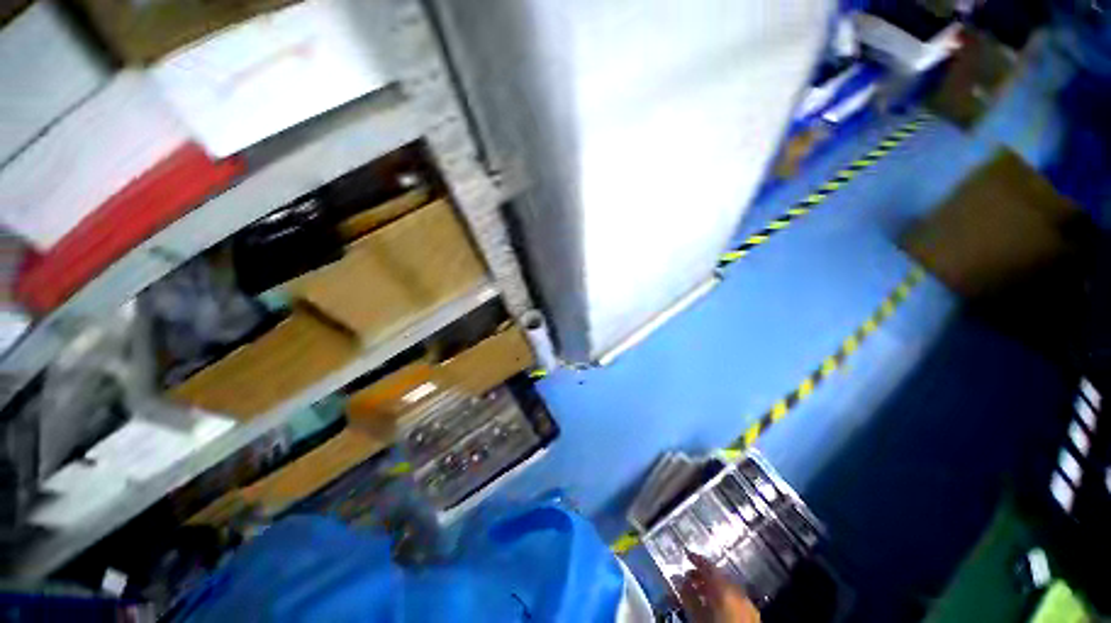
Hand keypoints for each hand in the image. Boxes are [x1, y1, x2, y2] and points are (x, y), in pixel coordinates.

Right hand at [678, 555, 760, 622]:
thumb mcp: (697, 617)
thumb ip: (688, 596)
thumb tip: (678, 578)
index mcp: (725, 588)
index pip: (709, 566)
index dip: (696, 559)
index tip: (686, 554)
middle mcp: (739, 592)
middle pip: (719, 577)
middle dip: (702, 575)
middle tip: (687, 577)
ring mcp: (748, 605)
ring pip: (727, 588)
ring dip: (711, 588)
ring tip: (696, 593)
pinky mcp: (753, 617)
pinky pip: (735, 599)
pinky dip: (722, 598)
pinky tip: (712, 606)